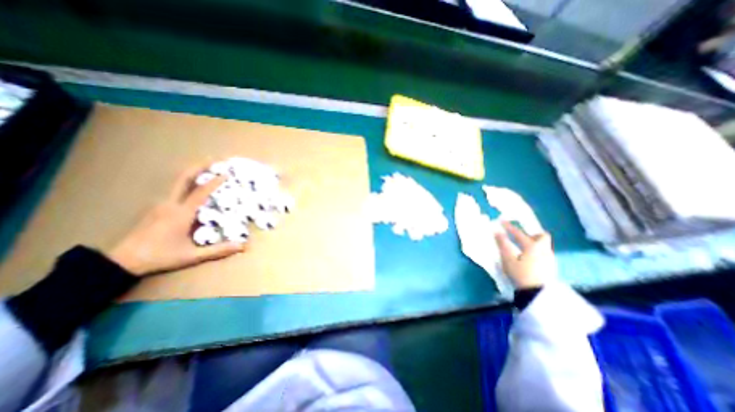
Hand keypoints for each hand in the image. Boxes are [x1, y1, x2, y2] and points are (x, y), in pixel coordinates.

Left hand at [106, 164, 243, 276]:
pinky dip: (188, 182)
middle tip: (215, 160)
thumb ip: (218, 250)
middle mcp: (170, 204)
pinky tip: (196, 185)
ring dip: (194, 172)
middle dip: (200, 167)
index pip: (200, 192)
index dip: (214, 182)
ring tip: (209, 168)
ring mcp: (161, 204)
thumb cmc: (160, 256)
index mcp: (180, 213)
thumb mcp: (192, 256)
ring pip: (178, 182)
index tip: (227, 173)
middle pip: (183, 178)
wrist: (121, 261)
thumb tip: (243, 246)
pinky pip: (176, 189)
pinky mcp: (157, 207)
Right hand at [493, 221, 557, 288]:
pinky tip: (528, 258)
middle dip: (531, 233)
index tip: (501, 221)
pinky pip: (543, 253)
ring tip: (522, 247)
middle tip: (520, 236)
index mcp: (532, 246)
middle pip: (541, 236)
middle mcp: (544, 250)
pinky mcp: (550, 267)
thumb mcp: (508, 259)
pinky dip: (535, 251)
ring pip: (543, 245)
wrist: (538, 294)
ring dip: (533, 242)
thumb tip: (496, 232)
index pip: (519, 233)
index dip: (509, 227)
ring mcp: (549, 259)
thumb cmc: (521, 274)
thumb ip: (502, 244)